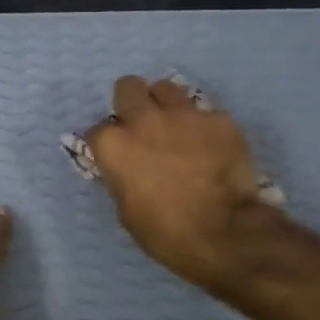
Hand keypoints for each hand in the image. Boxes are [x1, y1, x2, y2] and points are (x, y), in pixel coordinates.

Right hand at [85, 75, 271, 290]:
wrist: (223, 232)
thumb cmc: (165, 232)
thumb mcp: (126, 210)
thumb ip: (122, 178)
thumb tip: (127, 169)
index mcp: (114, 145)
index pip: (97, 131)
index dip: (107, 143)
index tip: (116, 155)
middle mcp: (144, 120)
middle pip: (128, 87)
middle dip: (131, 102)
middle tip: (142, 125)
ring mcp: (184, 115)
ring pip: (166, 88)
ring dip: (166, 105)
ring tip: (177, 128)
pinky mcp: (218, 119)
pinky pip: (205, 113)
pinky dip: (203, 128)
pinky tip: (211, 148)